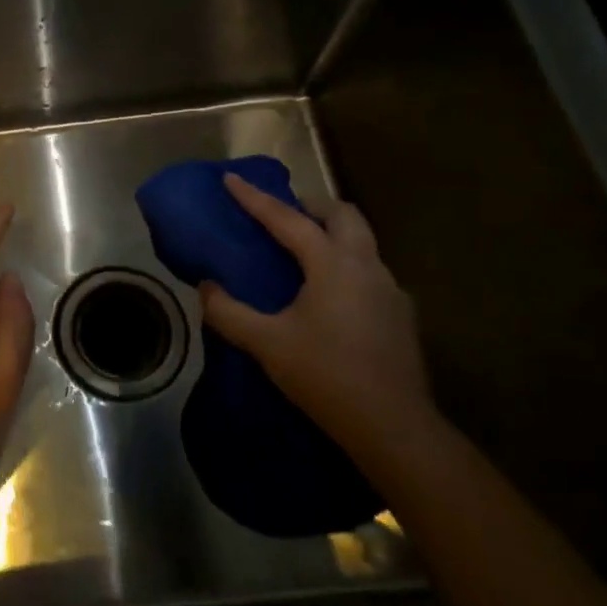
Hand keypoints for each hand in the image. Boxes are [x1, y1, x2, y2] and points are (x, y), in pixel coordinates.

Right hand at [198, 174, 433, 461]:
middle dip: (310, 206)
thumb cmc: (326, 376)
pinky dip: (345, 265)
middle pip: (343, 215)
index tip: (231, 178)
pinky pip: (370, 272)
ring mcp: (390, 290)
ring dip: (332, 234)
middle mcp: (367, 266)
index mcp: (333, 265)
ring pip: (362, 242)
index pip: (288, 219)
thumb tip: (205, 288)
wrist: (393, 427)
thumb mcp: (266, 344)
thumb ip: (229, 312)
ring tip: (302, 253)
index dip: (256, 198)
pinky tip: (330, 296)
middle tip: (282, 215)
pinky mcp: (401, 315)